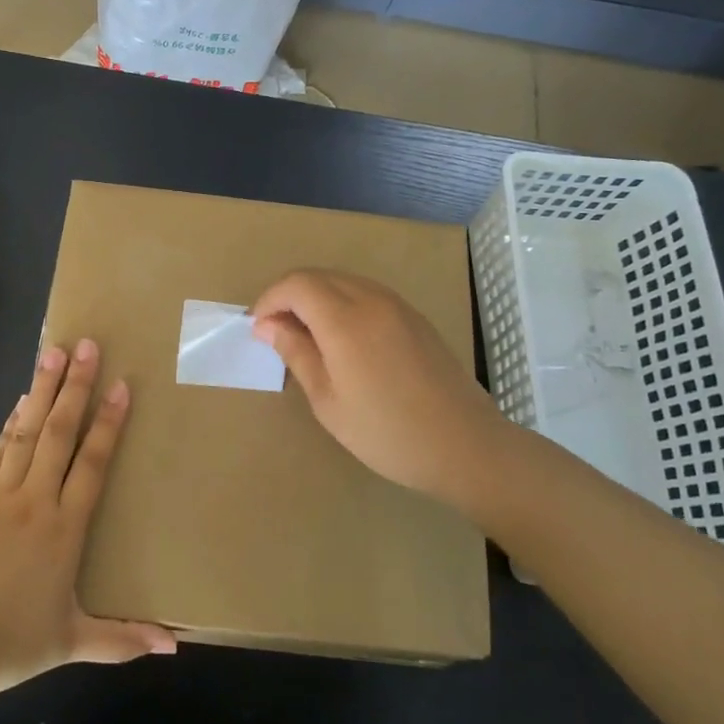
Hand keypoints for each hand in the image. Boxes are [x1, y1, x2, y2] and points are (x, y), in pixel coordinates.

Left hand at [0, 339, 176, 702]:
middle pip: (58, 433)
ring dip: (41, 391)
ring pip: (25, 432)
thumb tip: (174, 646)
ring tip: (51, 353)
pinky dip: (9, 424)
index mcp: (62, 529)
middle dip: (74, 387)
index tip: (121, 384)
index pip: (91, 464)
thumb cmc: (4, 643)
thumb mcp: (68, 645)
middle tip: (84, 344)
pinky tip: (17, 405)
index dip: (108, 423)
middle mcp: (33, 501)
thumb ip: (122, 640)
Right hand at [252, 269, 511, 510]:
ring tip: (304, 337)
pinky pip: (367, 294)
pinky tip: (341, 340)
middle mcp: (372, 300)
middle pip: (318, 276)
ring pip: (343, 282)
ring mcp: (398, 306)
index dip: (269, 300)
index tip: (257, 329)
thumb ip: (297, 354)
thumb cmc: (387, 432)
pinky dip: (342, 304)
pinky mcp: (415, 318)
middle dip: (289, 296)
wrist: (465, 446)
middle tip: (275, 333)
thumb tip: (267, 325)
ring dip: (316, 298)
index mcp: (346, 320)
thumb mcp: (328, 401)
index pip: (296, 285)